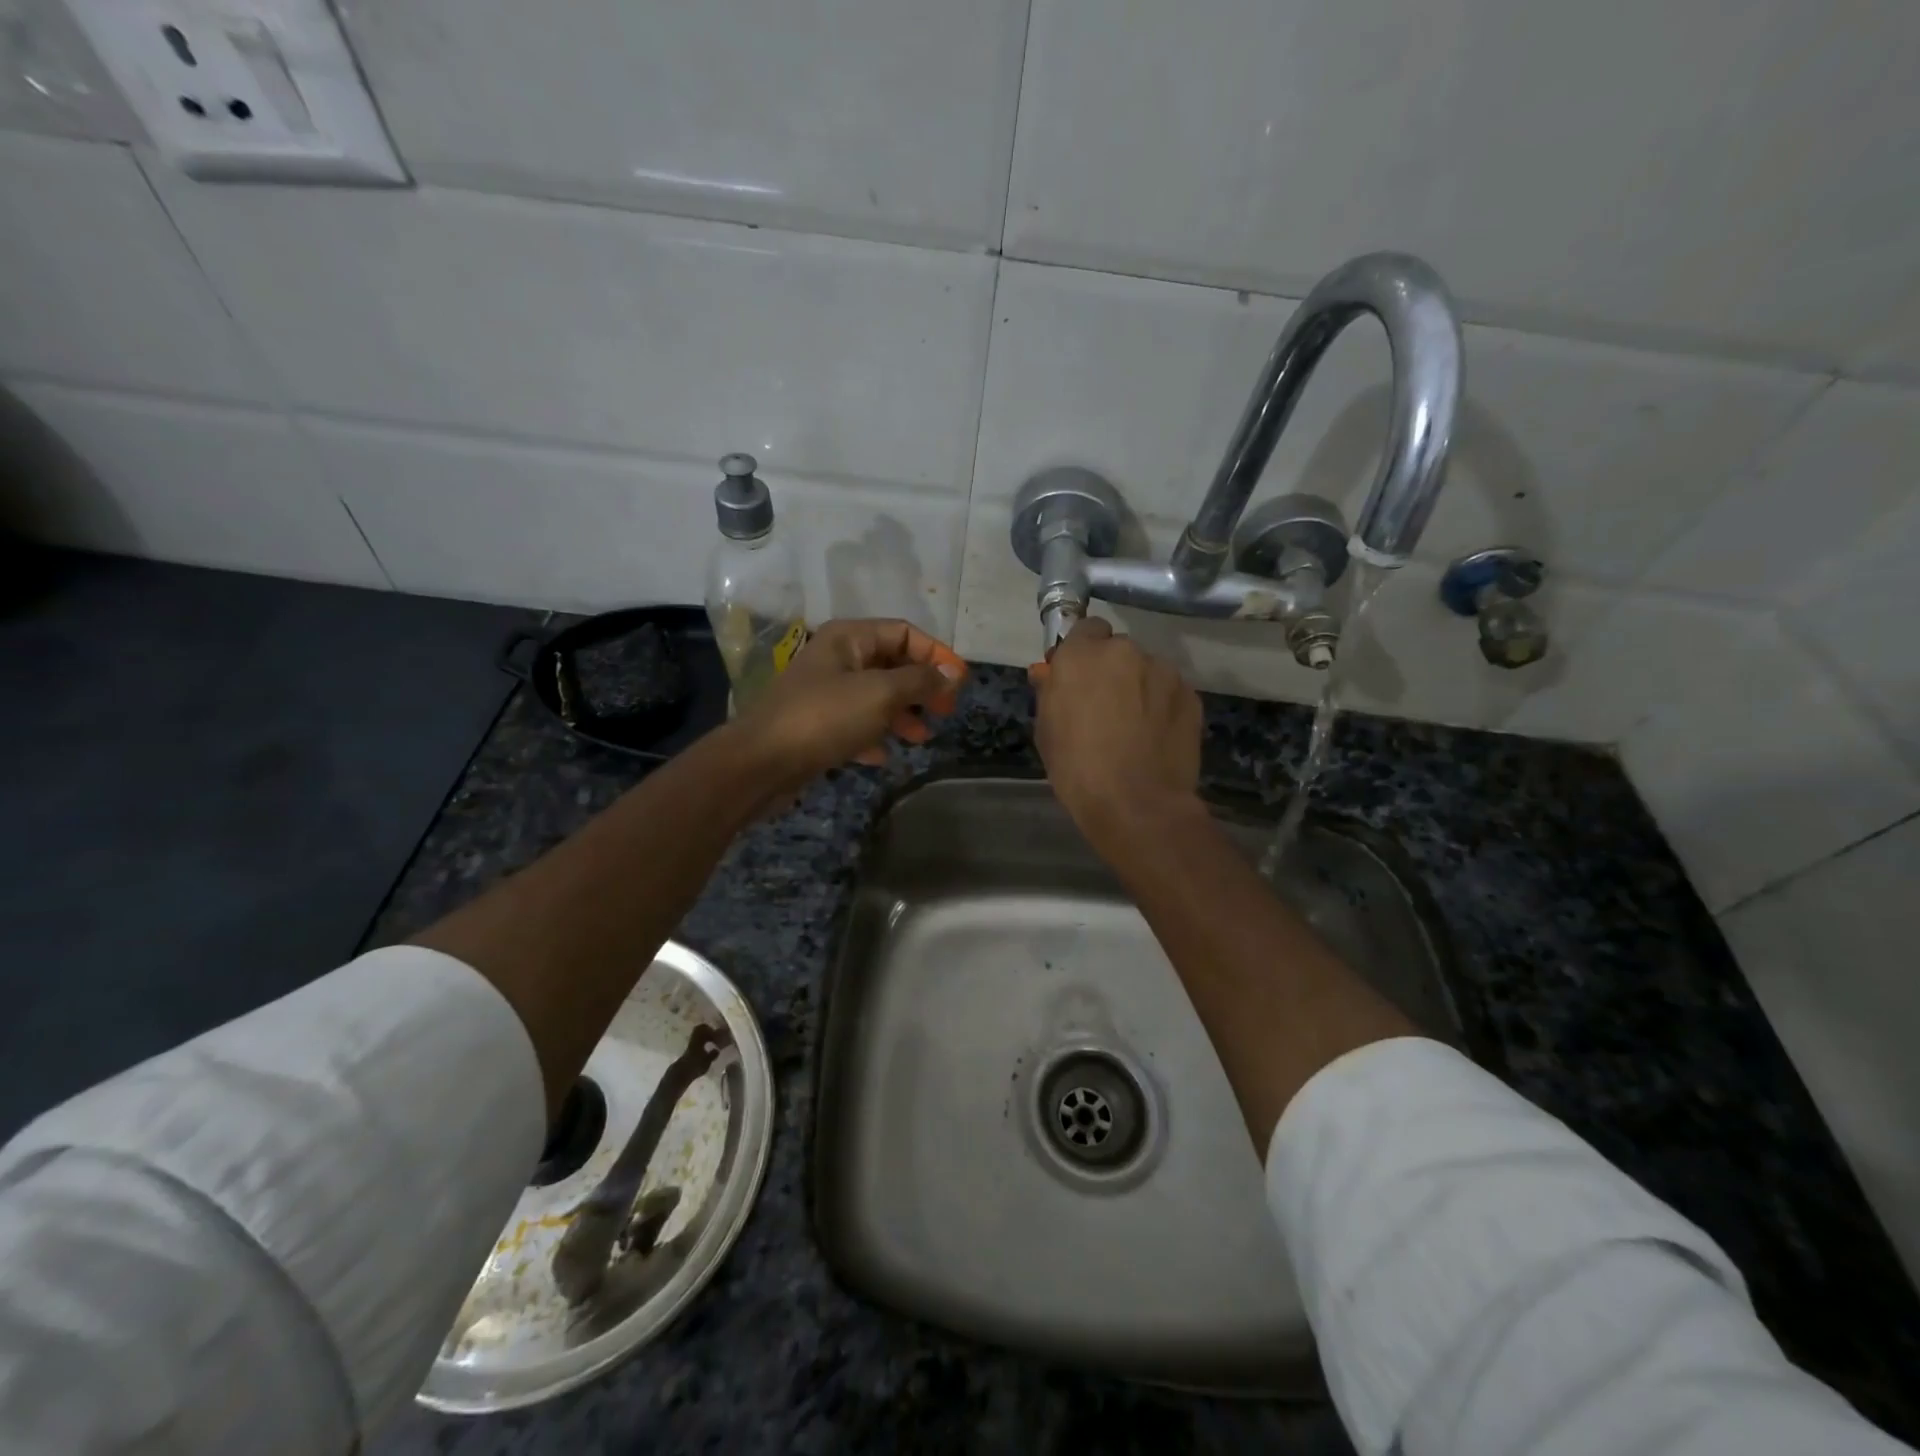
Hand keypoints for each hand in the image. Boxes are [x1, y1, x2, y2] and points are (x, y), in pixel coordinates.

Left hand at [734, 618, 966, 794]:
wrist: (761, 762)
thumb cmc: (825, 717)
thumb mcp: (882, 694)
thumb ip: (920, 681)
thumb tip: (951, 673)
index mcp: (849, 638)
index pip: (904, 632)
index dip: (936, 654)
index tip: (959, 683)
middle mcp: (836, 658)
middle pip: (891, 664)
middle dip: (921, 687)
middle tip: (945, 711)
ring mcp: (825, 692)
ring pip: (876, 696)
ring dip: (902, 714)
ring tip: (922, 737)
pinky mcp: (816, 725)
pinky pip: (856, 723)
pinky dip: (875, 735)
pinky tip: (884, 756)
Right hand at [1030, 618, 1202, 849]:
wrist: (1136, 803)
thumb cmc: (1077, 768)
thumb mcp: (1047, 730)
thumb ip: (1049, 692)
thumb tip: (1048, 672)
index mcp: (1083, 655)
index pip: (1086, 629)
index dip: (1083, 652)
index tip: (1079, 677)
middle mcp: (1125, 651)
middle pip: (1118, 649)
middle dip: (1113, 670)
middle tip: (1106, 706)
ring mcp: (1163, 671)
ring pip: (1148, 669)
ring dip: (1140, 687)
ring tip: (1136, 727)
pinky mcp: (1191, 694)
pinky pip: (1170, 691)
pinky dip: (1163, 705)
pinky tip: (1156, 737)